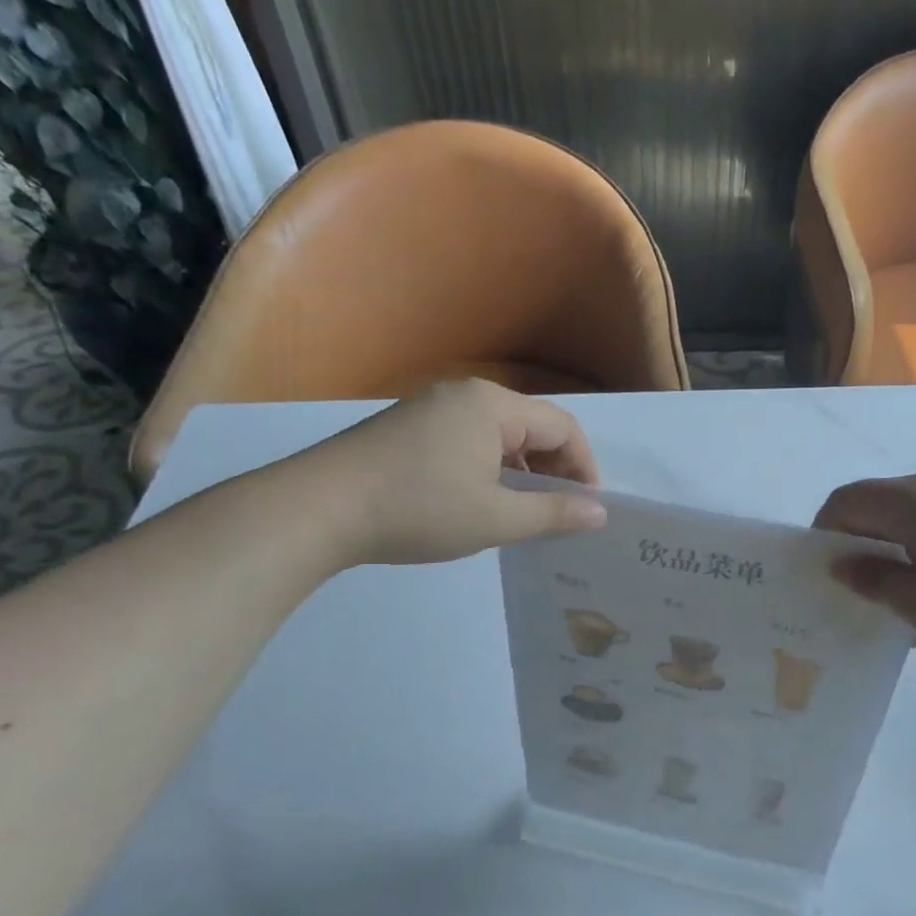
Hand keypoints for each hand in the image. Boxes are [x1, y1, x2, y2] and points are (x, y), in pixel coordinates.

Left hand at [279, 380, 607, 566]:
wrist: (316, 509)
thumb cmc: (419, 509)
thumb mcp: (496, 519)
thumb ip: (554, 514)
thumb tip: (599, 513)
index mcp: (492, 406)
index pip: (562, 427)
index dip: (584, 467)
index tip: (588, 508)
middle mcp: (464, 395)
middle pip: (530, 427)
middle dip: (553, 469)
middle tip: (558, 513)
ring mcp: (430, 409)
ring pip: (497, 436)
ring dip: (520, 471)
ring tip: (520, 513)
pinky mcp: (405, 428)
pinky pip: (465, 441)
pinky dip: (486, 469)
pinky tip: (476, 502)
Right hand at [813, 472, 915, 665]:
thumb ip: (873, 581)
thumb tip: (842, 564)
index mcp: (914, 498)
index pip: (847, 500)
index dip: (825, 533)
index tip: (826, 574)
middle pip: (880, 505)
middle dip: (861, 544)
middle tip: (862, 592)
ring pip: (915, 517)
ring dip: (897, 551)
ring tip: (906, 600)